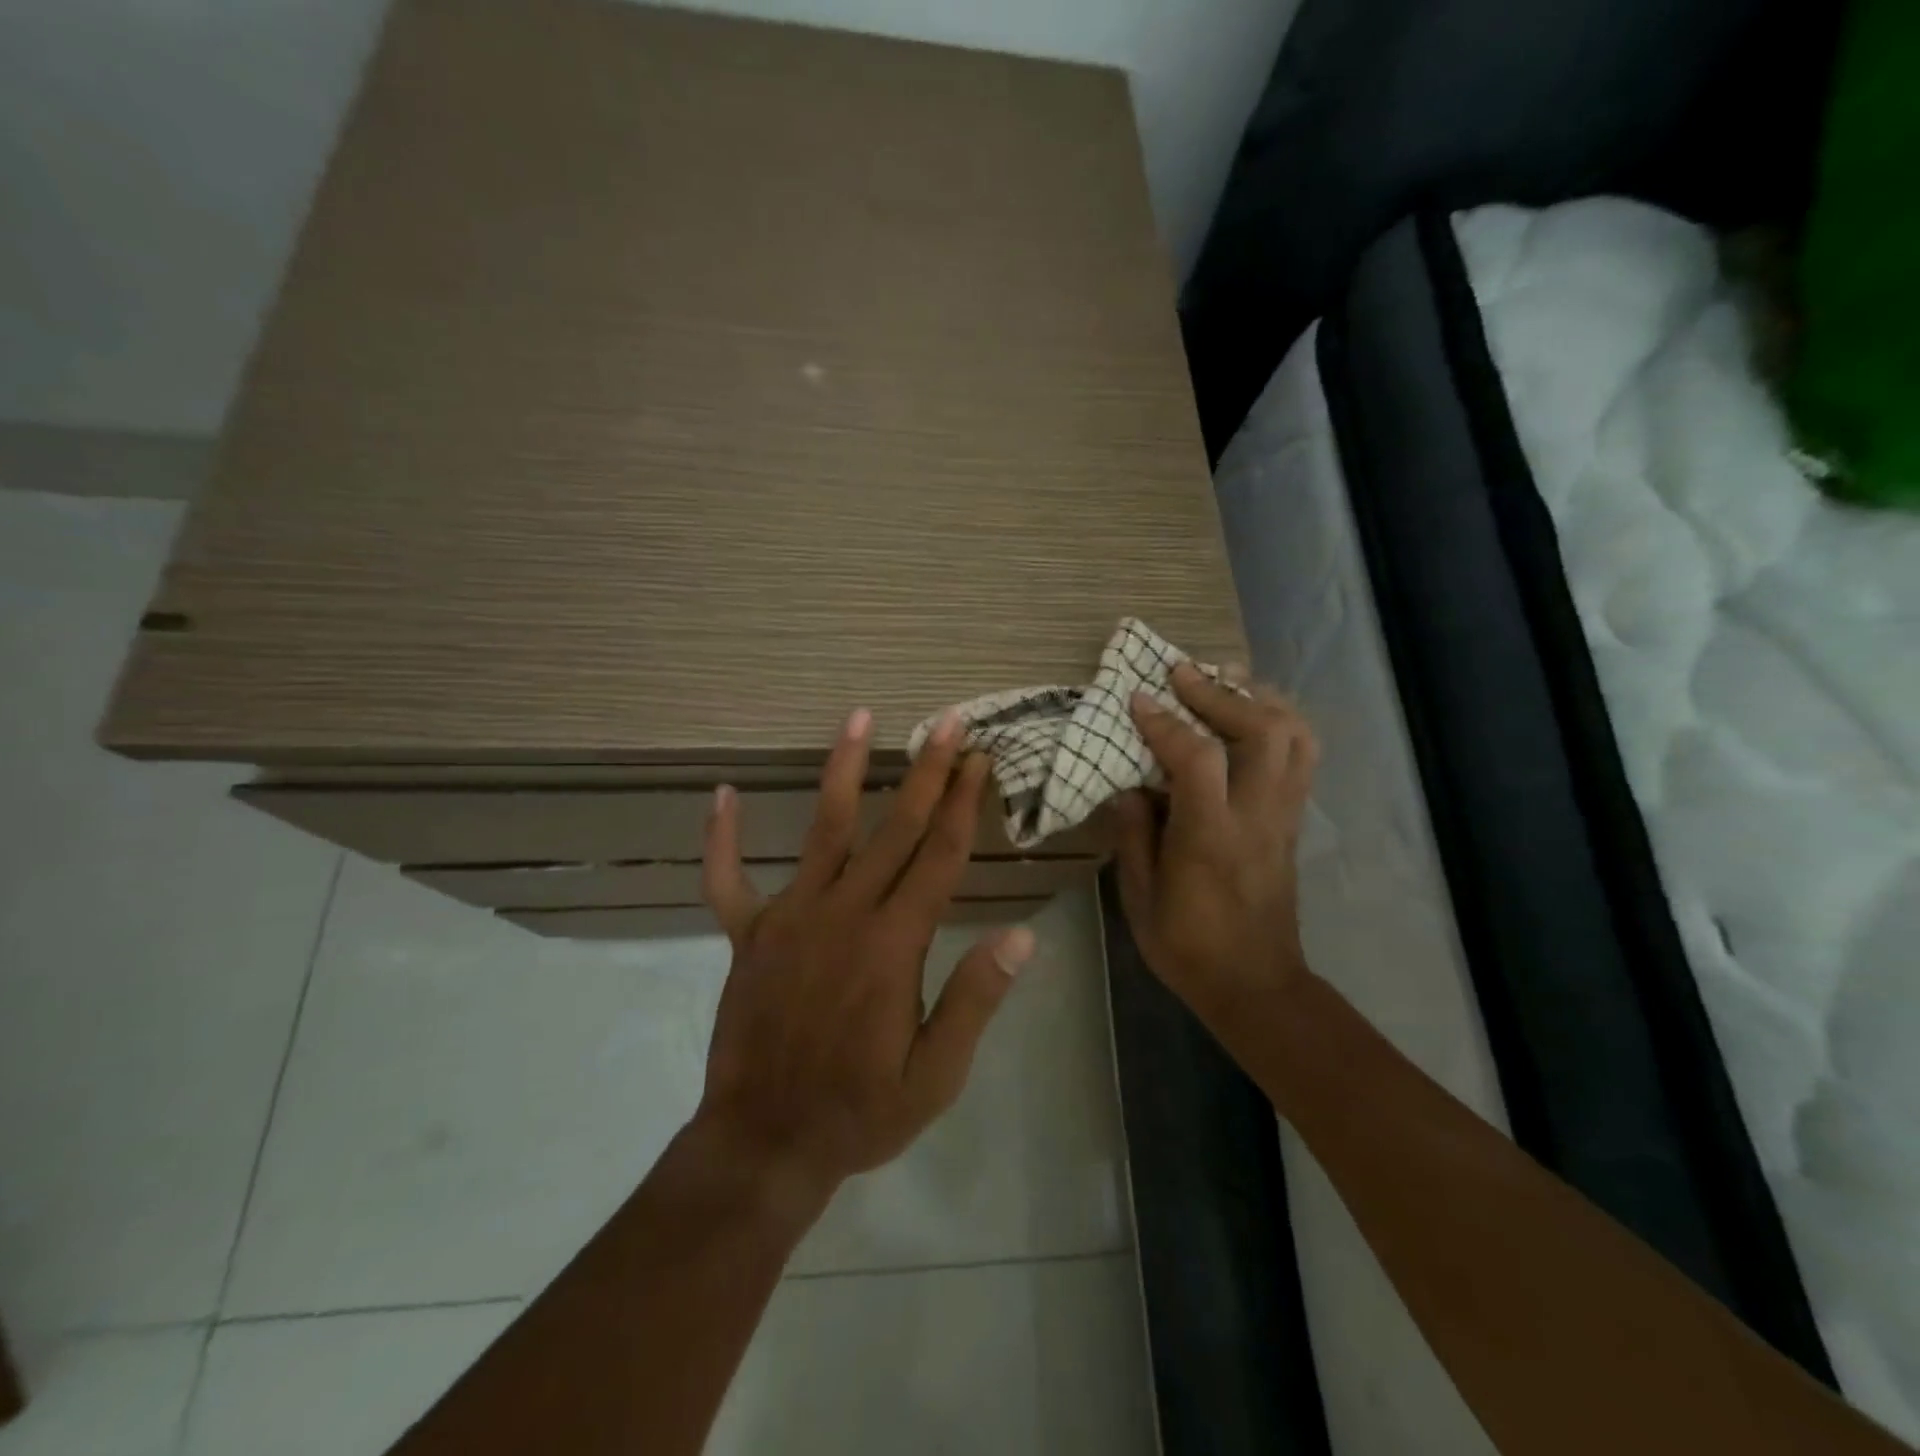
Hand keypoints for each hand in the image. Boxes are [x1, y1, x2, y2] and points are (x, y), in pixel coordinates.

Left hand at [692, 708, 1035, 1214]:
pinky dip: (722, 839)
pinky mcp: (748, 934)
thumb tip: (1022, 936)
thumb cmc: (860, 1111)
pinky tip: (722, 794)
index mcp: (893, 944)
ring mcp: (789, 917)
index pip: (939, 857)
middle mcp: (843, 913)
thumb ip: (975, 999)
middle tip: (948, 721)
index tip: (980, 759)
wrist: (764, 1143)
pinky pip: (727, 878)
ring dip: (844, 769)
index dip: (964, 804)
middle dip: (927, 771)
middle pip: (895, 828)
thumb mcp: (936, 1074)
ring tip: (860, 717)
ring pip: (824, 830)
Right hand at [1113, 662, 1318, 1032]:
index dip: (1166, 721)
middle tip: (1181, 674)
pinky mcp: (1293, 822)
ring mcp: (1283, 817)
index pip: (1197, 759)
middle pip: (1263, 731)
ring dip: (1259, 699)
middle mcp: (1256, 817)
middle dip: (1220, 692)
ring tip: (1224, 682)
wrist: (1256, 985)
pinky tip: (1251, 716)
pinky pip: (1302, 757)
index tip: (1138, 698)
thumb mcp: (1140, 898)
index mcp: (1210, 838)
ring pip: (1295, 737)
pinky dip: (1280, 723)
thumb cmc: (1187, 946)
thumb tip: (1128, 787)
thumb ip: (1133, 836)